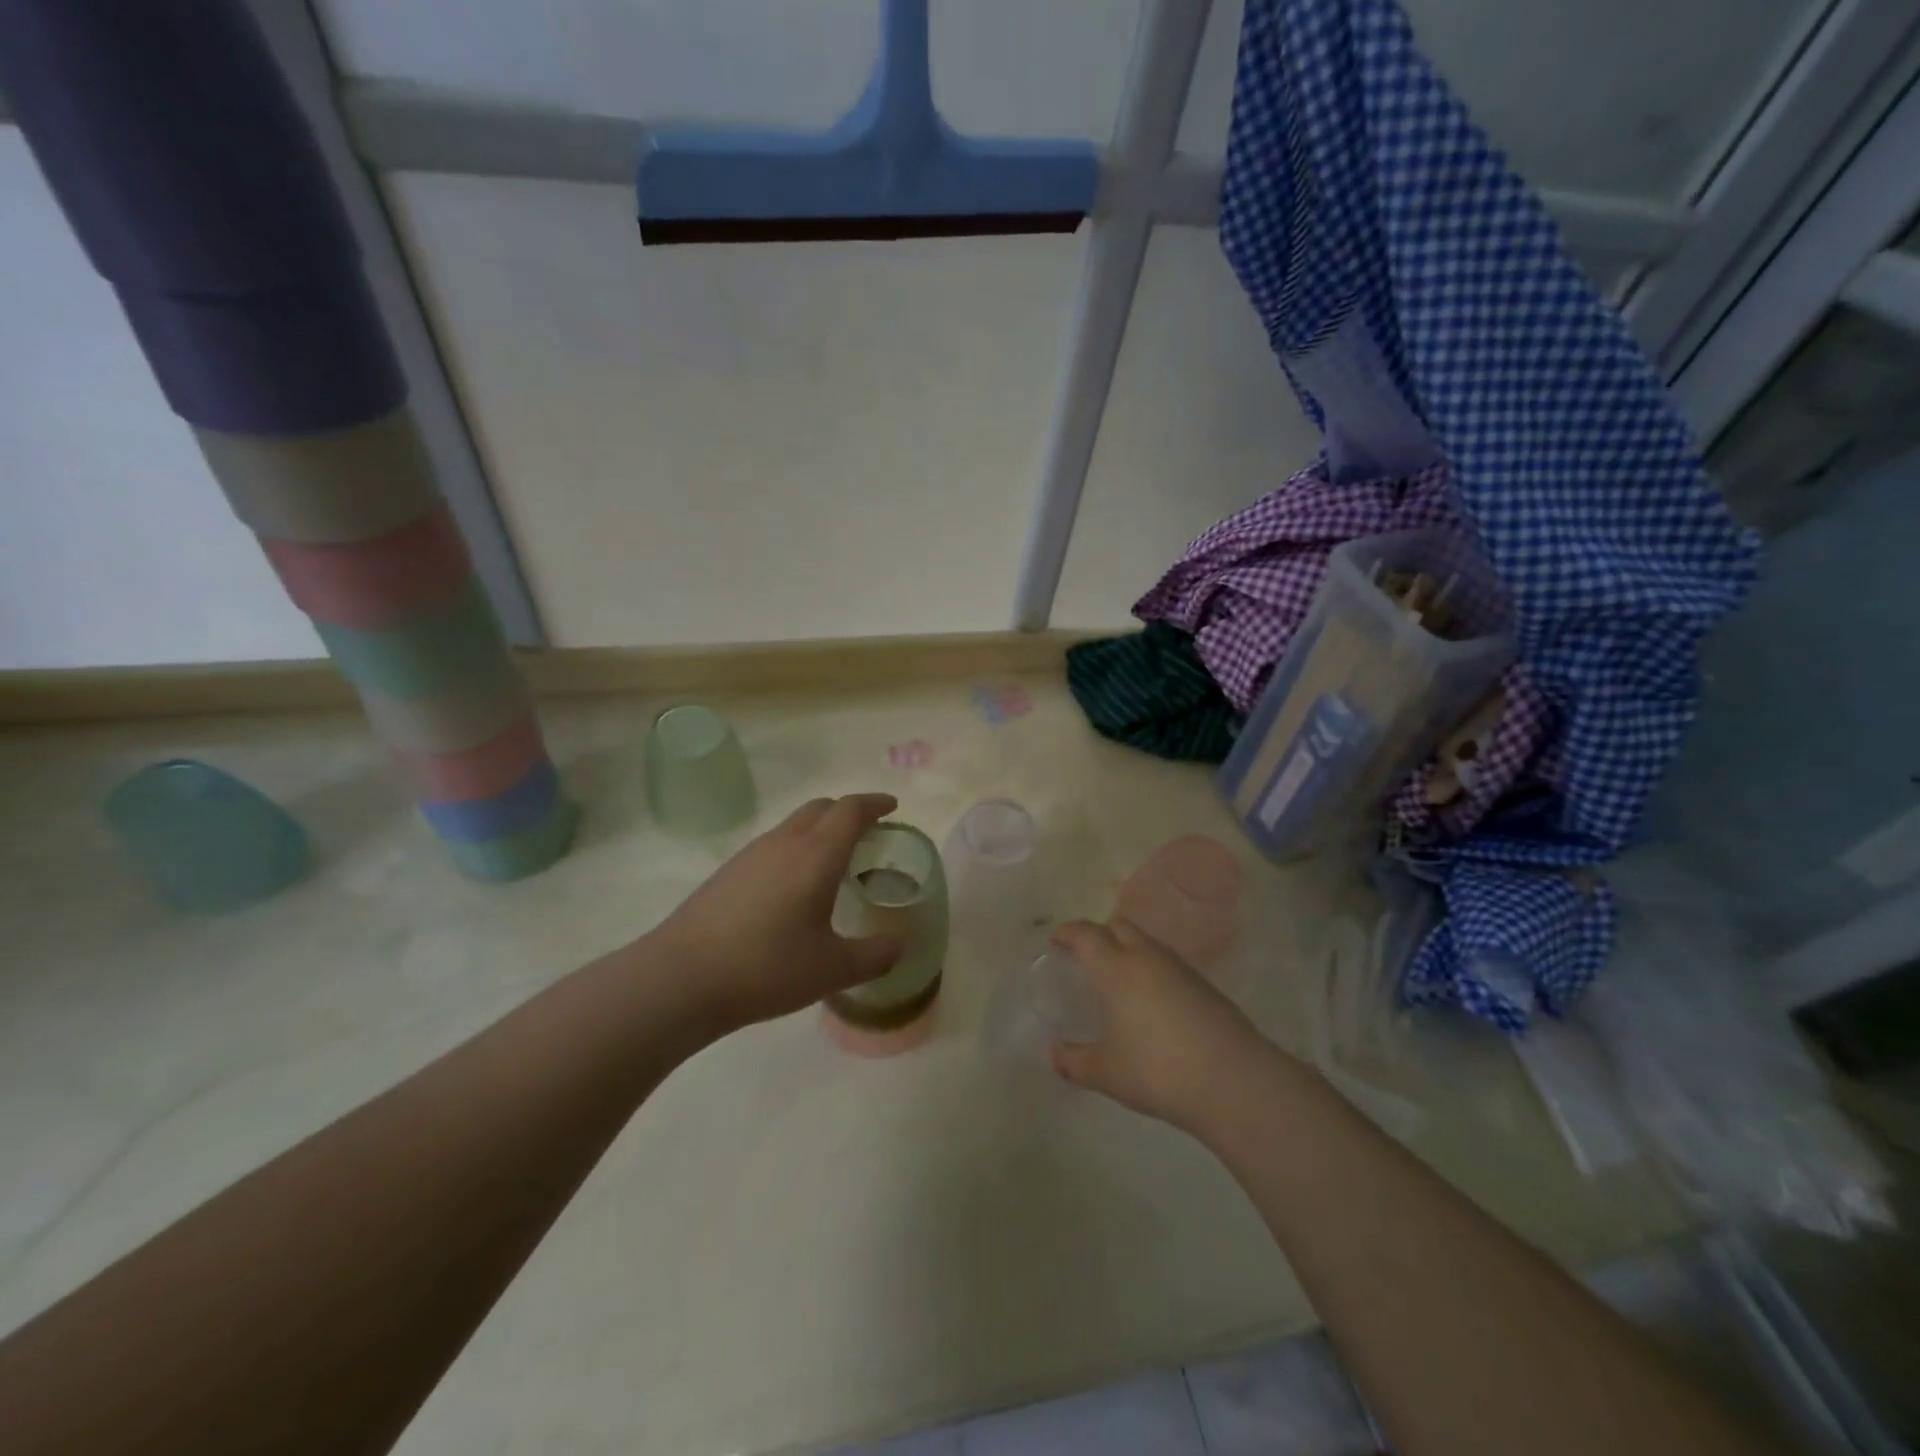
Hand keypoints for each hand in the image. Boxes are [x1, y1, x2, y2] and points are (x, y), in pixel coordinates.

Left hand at [651, 794, 903, 1031]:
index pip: (850, 811)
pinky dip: (795, 849)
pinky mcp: (728, 872)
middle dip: (848, 812)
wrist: (681, 979)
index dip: (874, 803)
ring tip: (833, 861)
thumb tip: (900, 948)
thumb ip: (873, 957)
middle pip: (821, 807)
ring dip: (819, 830)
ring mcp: (751, 855)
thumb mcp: (831, 969)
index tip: (892, 807)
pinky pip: (773, 845)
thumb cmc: (767, 967)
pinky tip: (793, 887)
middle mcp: (784, 843)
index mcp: (816, 855)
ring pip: (793, 825)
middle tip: (868, 832)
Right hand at [1050, 918, 1276, 1136]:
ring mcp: (1180, 969)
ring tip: (1119, 981)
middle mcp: (1147, 958)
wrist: (1233, 1081)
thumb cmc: (1157, 1070)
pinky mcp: (1205, 986)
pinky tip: (1151, 1003)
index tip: (1056, 941)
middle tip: (1086, 958)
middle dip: (1099, 935)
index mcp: (1116, 969)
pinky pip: (1168, 965)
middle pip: (1119, 927)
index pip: (1087, 934)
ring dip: (1128, 950)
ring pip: (1147, 944)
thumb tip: (1055, 1054)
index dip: (1068, 933)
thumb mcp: (1106, 1073)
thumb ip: (1074, 1062)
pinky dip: (1152, 971)